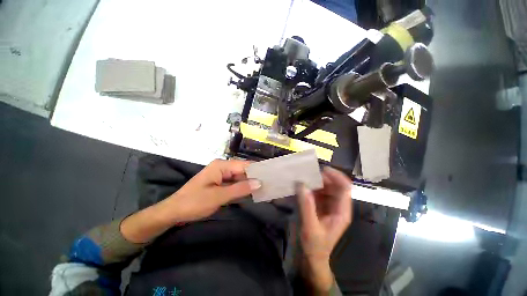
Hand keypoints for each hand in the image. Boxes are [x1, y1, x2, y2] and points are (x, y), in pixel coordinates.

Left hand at [121, 159, 259, 243]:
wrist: (173, 212)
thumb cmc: (194, 203)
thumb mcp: (218, 196)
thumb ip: (240, 189)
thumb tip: (259, 182)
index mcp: (221, 166)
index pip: (244, 165)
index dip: (258, 170)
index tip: (271, 175)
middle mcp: (223, 167)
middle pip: (243, 171)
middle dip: (255, 177)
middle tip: (270, 184)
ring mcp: (221, 175)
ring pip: (240, 178)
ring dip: (250, 183)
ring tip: (265, 188)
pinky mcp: (220, 183)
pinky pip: (235, 184)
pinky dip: (242, 188)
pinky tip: (252, 193)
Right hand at [297, 166, 352, 292]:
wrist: (313, 256)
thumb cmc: (315, 245)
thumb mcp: (311, 227)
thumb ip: (307, 206)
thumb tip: (302, 186)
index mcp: (341, 211)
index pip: (345, 188)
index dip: (336, 176)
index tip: (322, 169)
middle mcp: (338, 205)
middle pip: (335, 185)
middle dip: (323, 178)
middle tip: (308, 174)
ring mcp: (329, 205)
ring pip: (326, 187)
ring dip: (316, 181)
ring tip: (304, 178)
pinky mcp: (321, 205)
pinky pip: (318, 191)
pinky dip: (311, 187)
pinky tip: (302, 186)